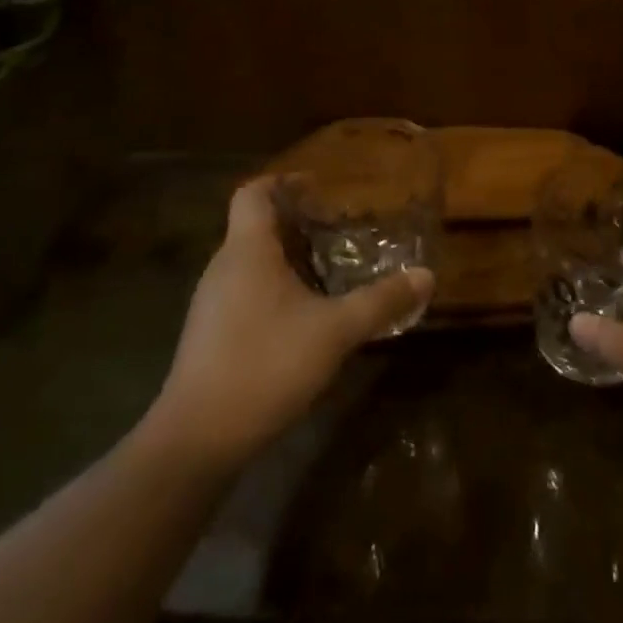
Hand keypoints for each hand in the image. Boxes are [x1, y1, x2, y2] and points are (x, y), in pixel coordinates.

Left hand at [139, 177, 433, 468]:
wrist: (196, 441)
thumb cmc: (265, 365)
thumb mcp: (336, 331)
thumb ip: (381, 301)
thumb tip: (426, 276)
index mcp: (248, 250)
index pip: (255, 192)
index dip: (285, 180)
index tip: (320, 187)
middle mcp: (224, 268)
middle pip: (256, 226)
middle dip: (298, 222)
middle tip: (340, 230)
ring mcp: (211, 303)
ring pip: (252, 262)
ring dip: (288, 258)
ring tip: (330, 270)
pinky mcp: (210, 336)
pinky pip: (245, 292)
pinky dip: (275, 289)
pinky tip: (305, 316)